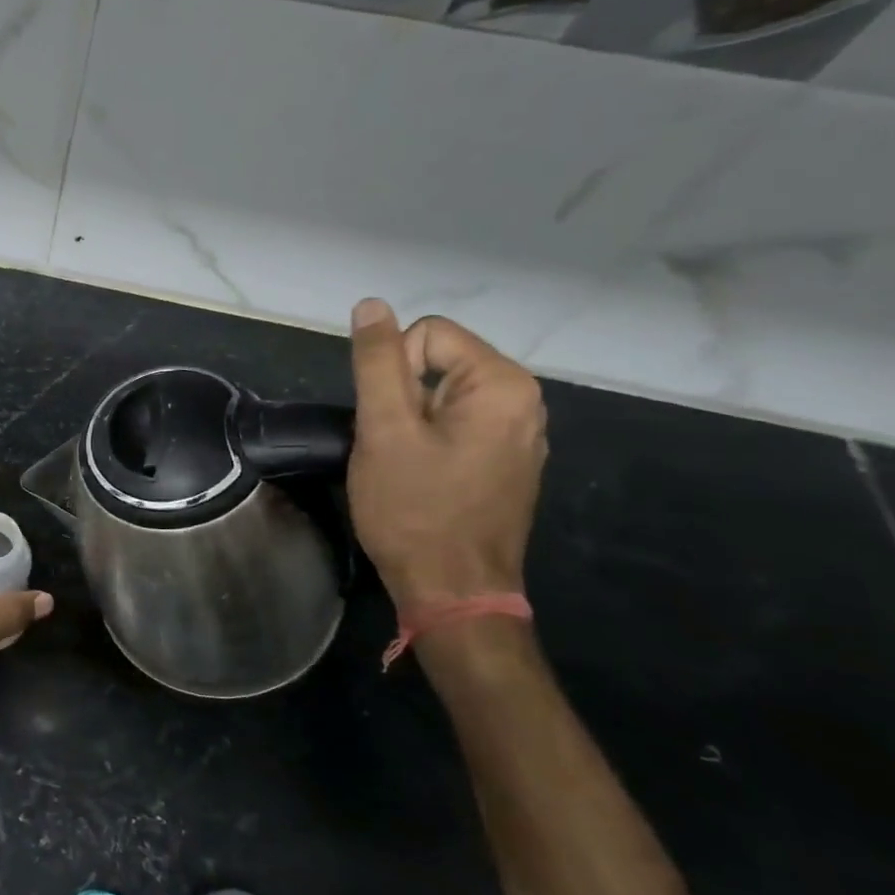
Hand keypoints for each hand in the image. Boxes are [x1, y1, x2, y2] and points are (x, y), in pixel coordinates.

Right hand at [346, 298, 546, 609]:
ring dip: (411, 420)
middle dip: (401, 396)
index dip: (390, 370)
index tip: (386, 421)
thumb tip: (371, 304)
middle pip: (437, 362)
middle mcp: (524, 401)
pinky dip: (430, 440)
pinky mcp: (508, 461)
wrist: (452, 590)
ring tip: (403, 463)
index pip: (427, 334)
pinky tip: (423, 477)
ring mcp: (520, 434)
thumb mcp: (383, 429)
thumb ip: (376, 362)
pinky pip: (457, 424)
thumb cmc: (414, 508)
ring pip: (442, 396)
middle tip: (391, 445)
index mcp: (502, 384)